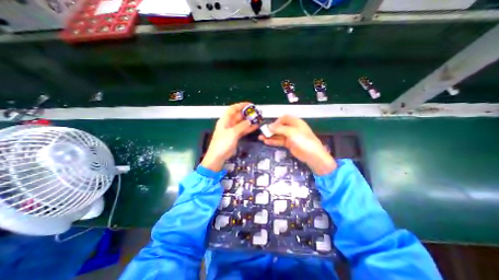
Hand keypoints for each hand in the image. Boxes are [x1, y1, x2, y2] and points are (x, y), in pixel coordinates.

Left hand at [201, 102, 259, 171]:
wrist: (218, 156)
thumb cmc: (223, 143)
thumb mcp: (232, 133)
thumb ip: (242, 126)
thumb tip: (249, 121)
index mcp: (225, 120)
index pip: (233, 109)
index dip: (241, 105)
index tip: (249, 105)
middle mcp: (228, 123)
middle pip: (238, 115)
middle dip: (247, 114)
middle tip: (256, 113)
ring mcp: (232, 130)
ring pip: (241, 123)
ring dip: (249, 121)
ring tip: (257, 119)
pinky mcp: (235, 136)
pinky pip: (242, 130)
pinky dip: (248, 128)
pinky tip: (255, 126)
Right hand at [260, 116, 336, 174]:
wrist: (312, 155)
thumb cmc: (303, 140)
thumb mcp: (291, 132)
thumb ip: (279, 129)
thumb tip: (269, 126)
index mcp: (295, 122)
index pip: (284, 118)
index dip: (277, 121)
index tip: (270, 126)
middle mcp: (292, 128)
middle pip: (280, 127)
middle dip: (271, 129)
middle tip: (262, 132)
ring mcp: (290, 137)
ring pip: (278, 135)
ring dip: (270, 136)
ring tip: (261, 138)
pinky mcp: (288, 144)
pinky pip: (279, 141)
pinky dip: (273, 141)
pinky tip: (266, 142)